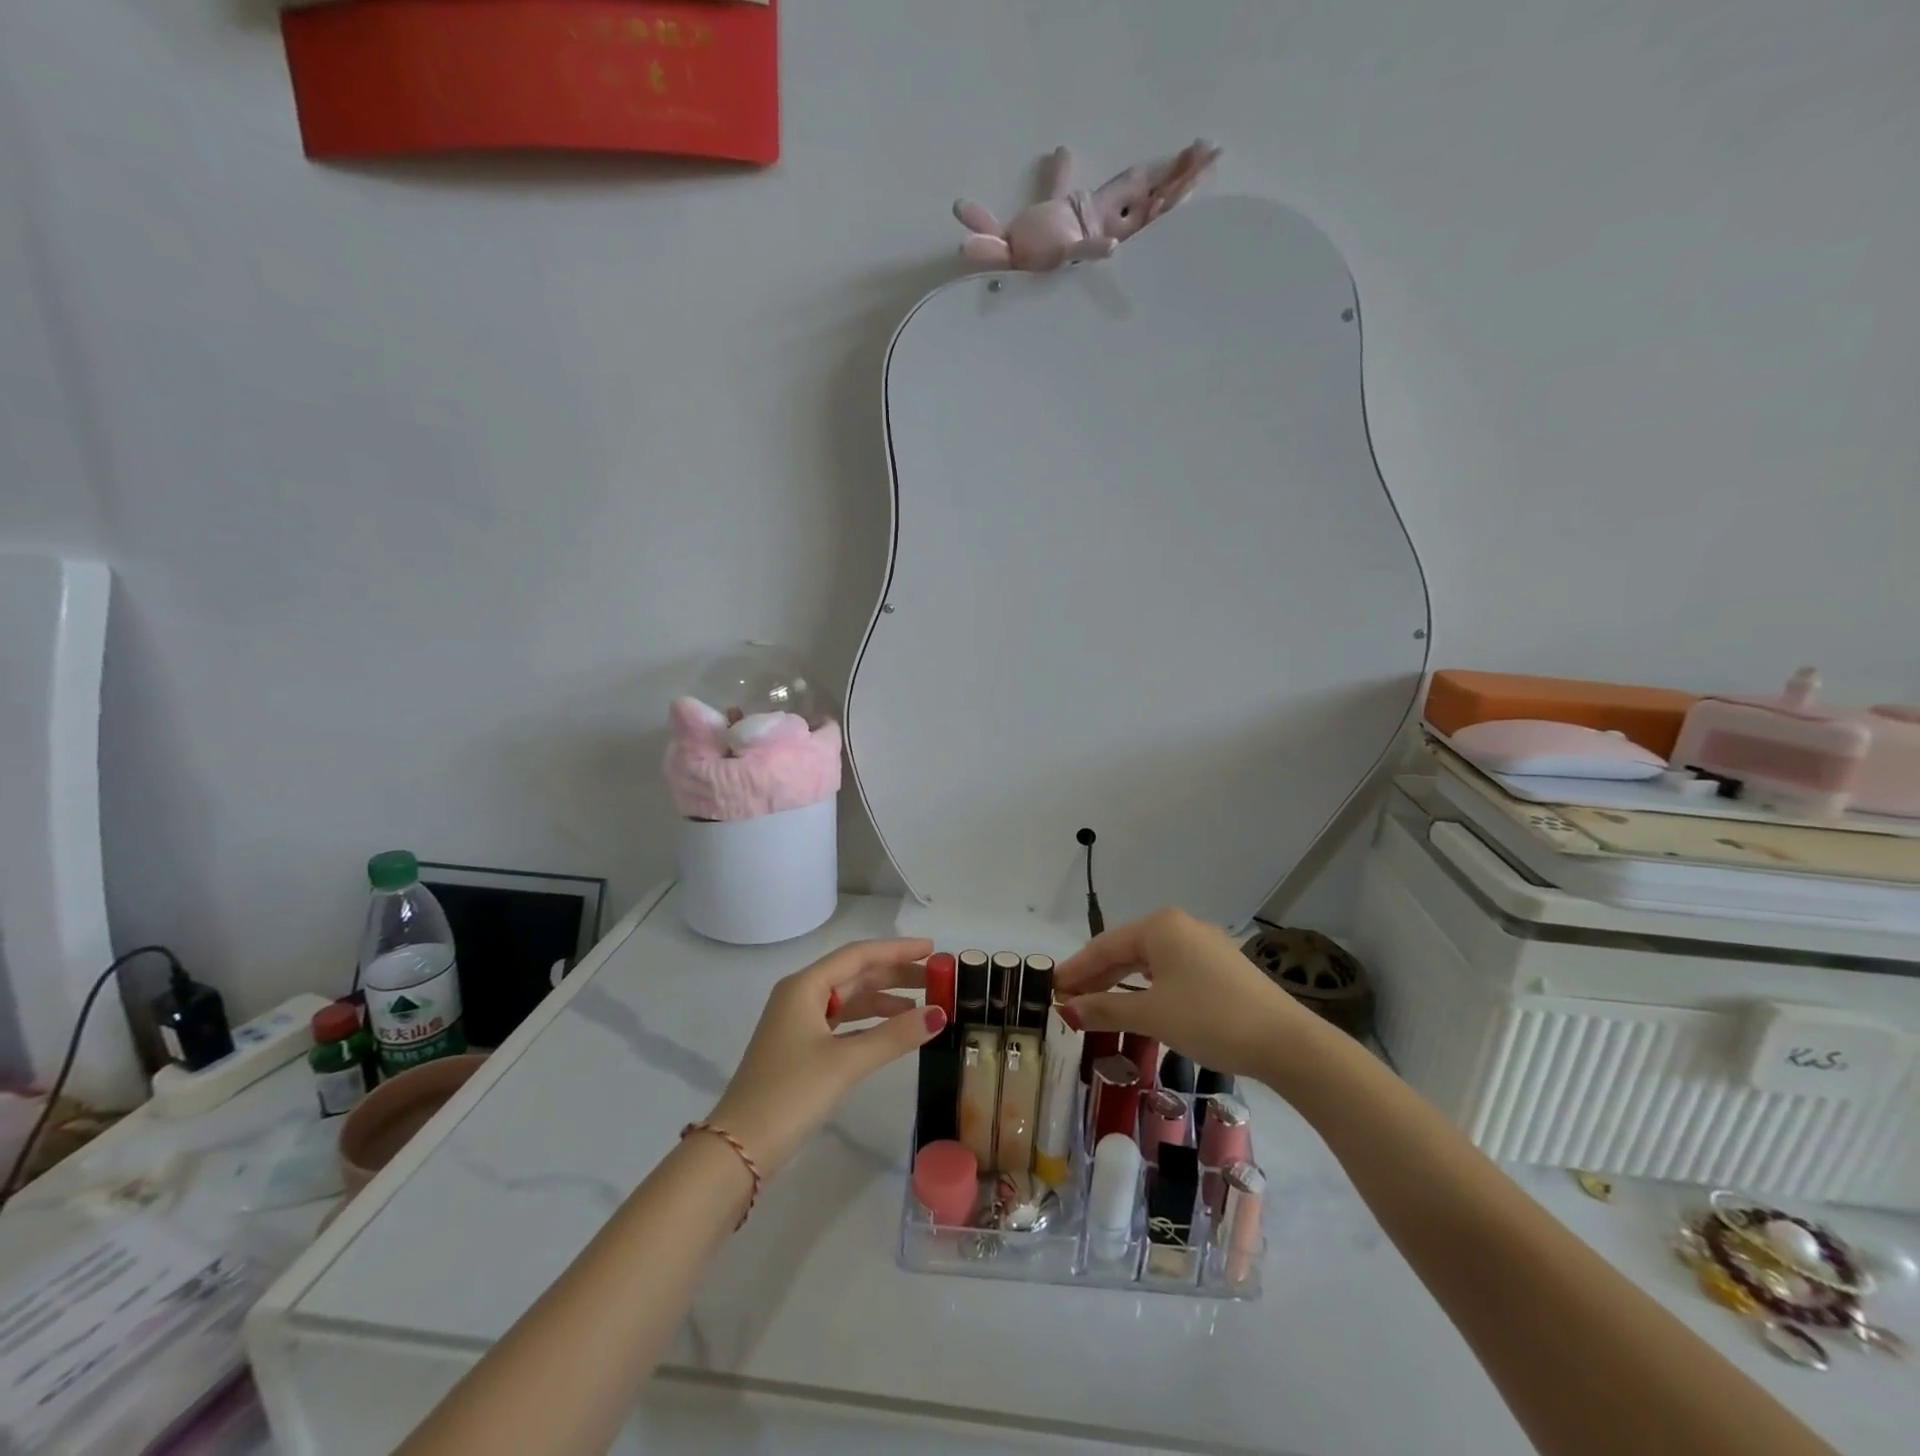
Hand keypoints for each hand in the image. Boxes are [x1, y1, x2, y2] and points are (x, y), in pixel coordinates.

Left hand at [708, 938, 944, 1176]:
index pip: (858, 955)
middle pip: (855, 975)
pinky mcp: (801, 1049)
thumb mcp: (845, 1062)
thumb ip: (894, 1036)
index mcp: (804, 986)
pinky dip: (871, 1023)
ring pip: (850, 999)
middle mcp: (800, 996)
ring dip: (886, 1000)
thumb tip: (940, 1013)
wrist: (738, 1149)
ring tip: (926, 1005)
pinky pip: (844, 1023)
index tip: (932, 949)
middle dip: (896, 974)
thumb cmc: (789, 1094)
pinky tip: (896, 1031)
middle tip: (937, 978)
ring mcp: (799, 1023)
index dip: (897, 950)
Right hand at [1054, 908, 1316, 1078]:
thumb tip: (1067, 1010)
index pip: (1104, 945)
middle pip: (1126, 950)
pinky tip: (1137, 1003)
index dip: (1076, 969)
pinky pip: (1171, 970)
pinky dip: (1148, 987)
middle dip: (1096, 975)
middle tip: (1068, 999)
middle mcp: (1180, 926)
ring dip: (1121, 983)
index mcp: (1160, 926)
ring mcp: (1204, 944)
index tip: (1051, 988)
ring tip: (1096, 1004)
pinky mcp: (1221, 967)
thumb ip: (1105, 1008)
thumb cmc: (1210, 1019)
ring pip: (1149, 961)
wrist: (1285, 1042)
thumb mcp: (1152, 1015)